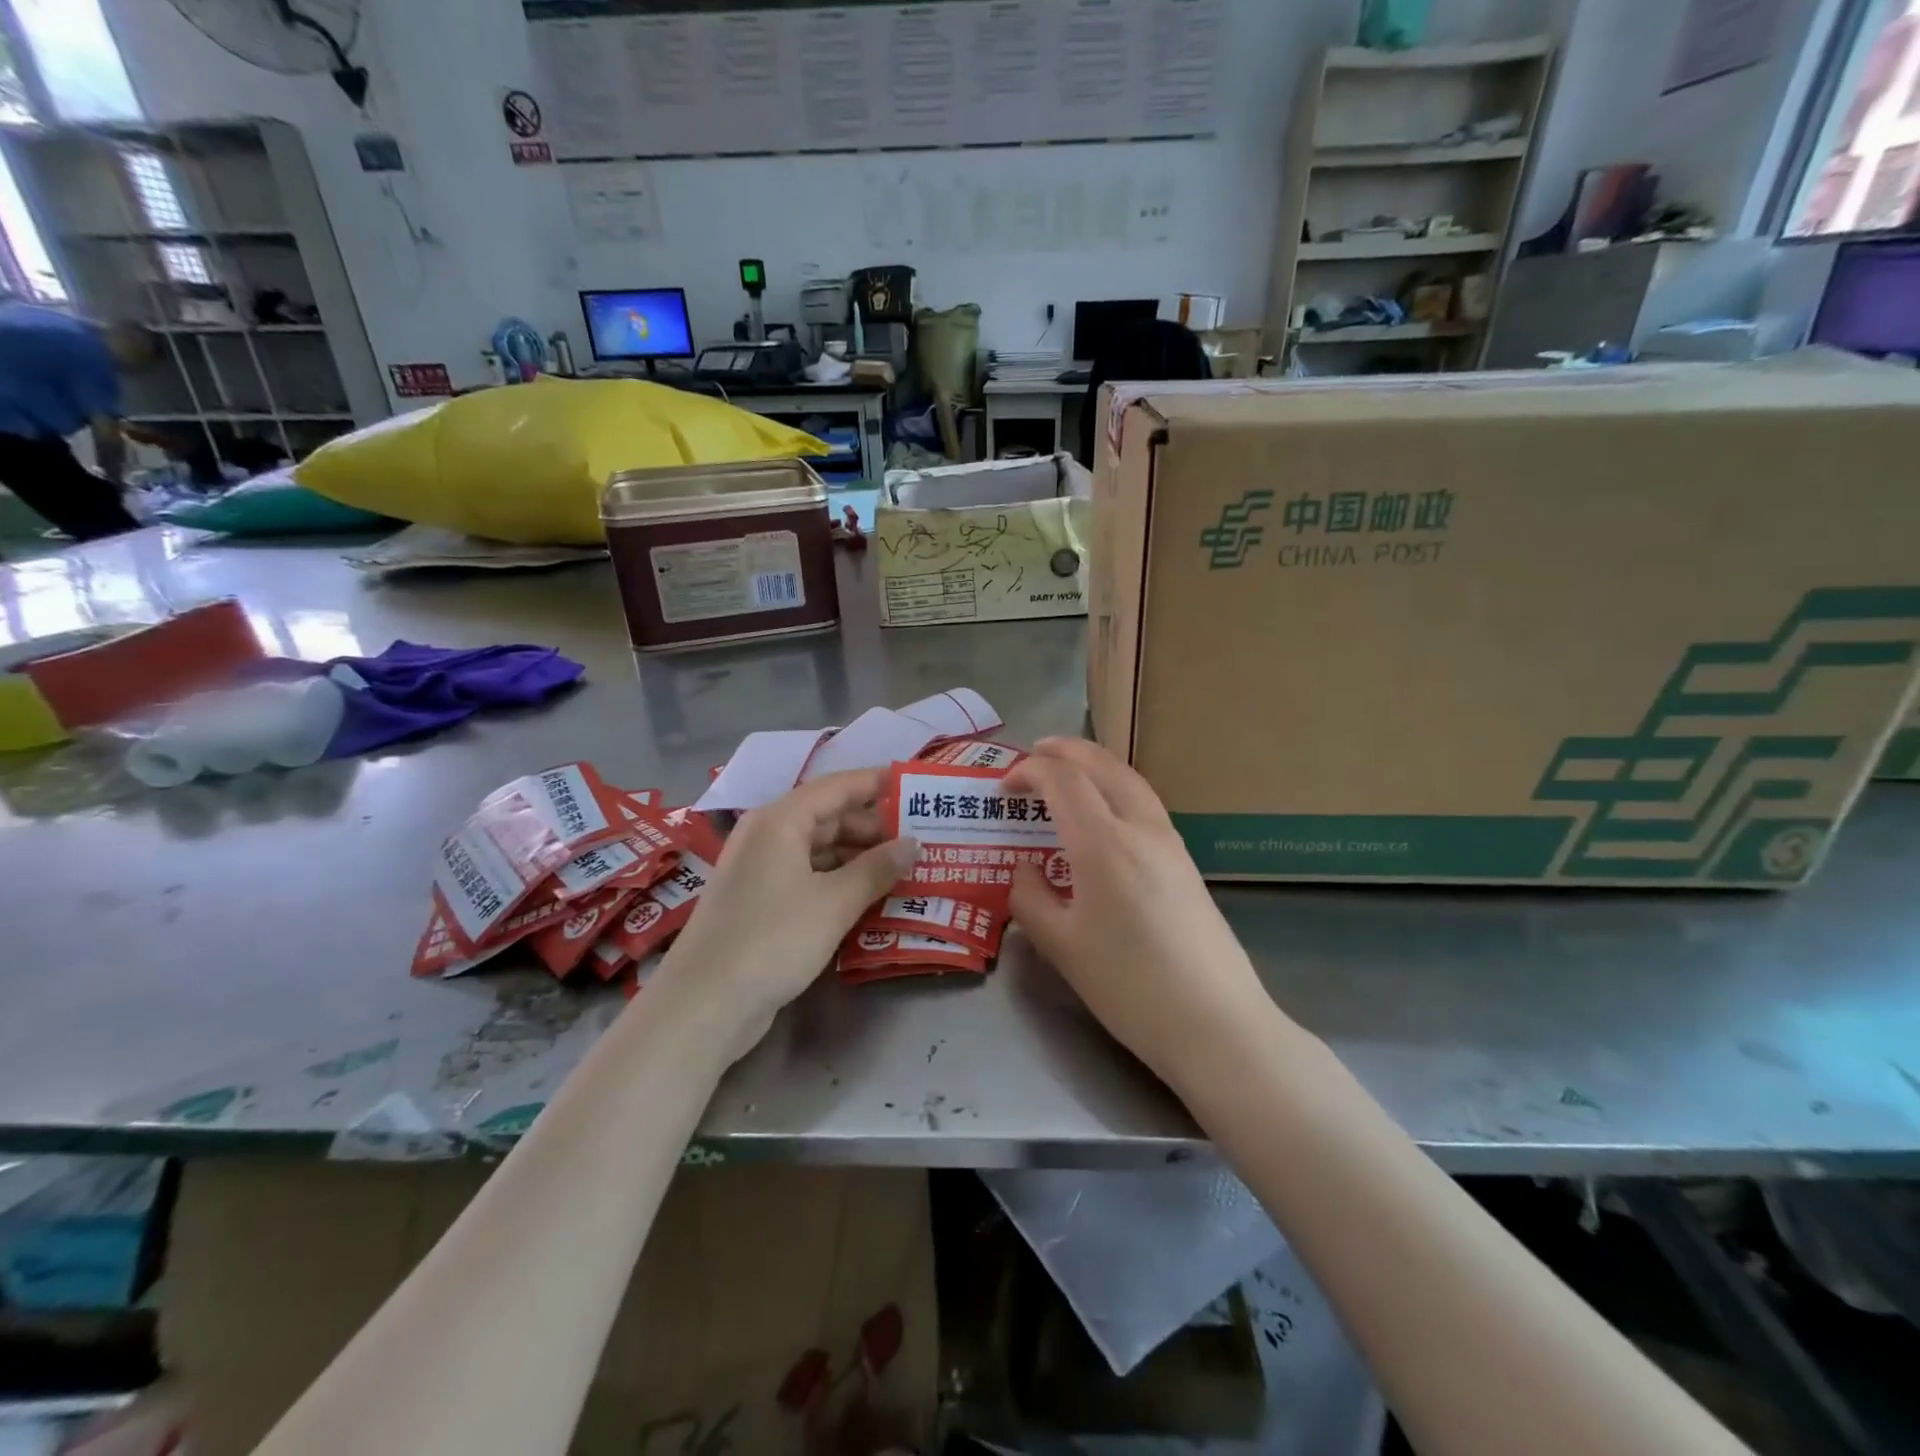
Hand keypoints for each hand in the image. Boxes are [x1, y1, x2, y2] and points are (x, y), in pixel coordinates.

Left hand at [651, 769, 917, 1058]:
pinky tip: (872, 896)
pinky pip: (810, 876)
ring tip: (906, 867)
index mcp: (780, 820)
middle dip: (875, 826)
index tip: (918, 787)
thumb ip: (877, 868)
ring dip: (861, 857)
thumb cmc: (772, 940)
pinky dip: (841, 881)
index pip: (838, 786)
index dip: (878, 784)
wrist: (704, 1005)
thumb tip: (914, 844)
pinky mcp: (761, 902)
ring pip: (821, 849)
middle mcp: (768, 835)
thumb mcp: (834, 903)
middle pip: (830, 816)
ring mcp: (762, 870)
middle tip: (922, 838)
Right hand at [1006, 738, 1283, 1095]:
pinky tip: (1102, 812)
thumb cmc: (1129, 986)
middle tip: (1034, 753)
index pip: (1063, 781)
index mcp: (1104, 844)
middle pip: (1102, 766)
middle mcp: (1141, 829)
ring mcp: (1170, 842)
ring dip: (1094, 764)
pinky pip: (1144, 803)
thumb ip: (1030, 899)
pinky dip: (1115, 787)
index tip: (1003, 786)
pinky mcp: (1185, 861)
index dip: (1030, 772)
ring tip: (1066, 770)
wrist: (1216, 1023)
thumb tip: (1023, 869)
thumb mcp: (1062, 947)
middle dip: (1065, 751)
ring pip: (1129, 779)